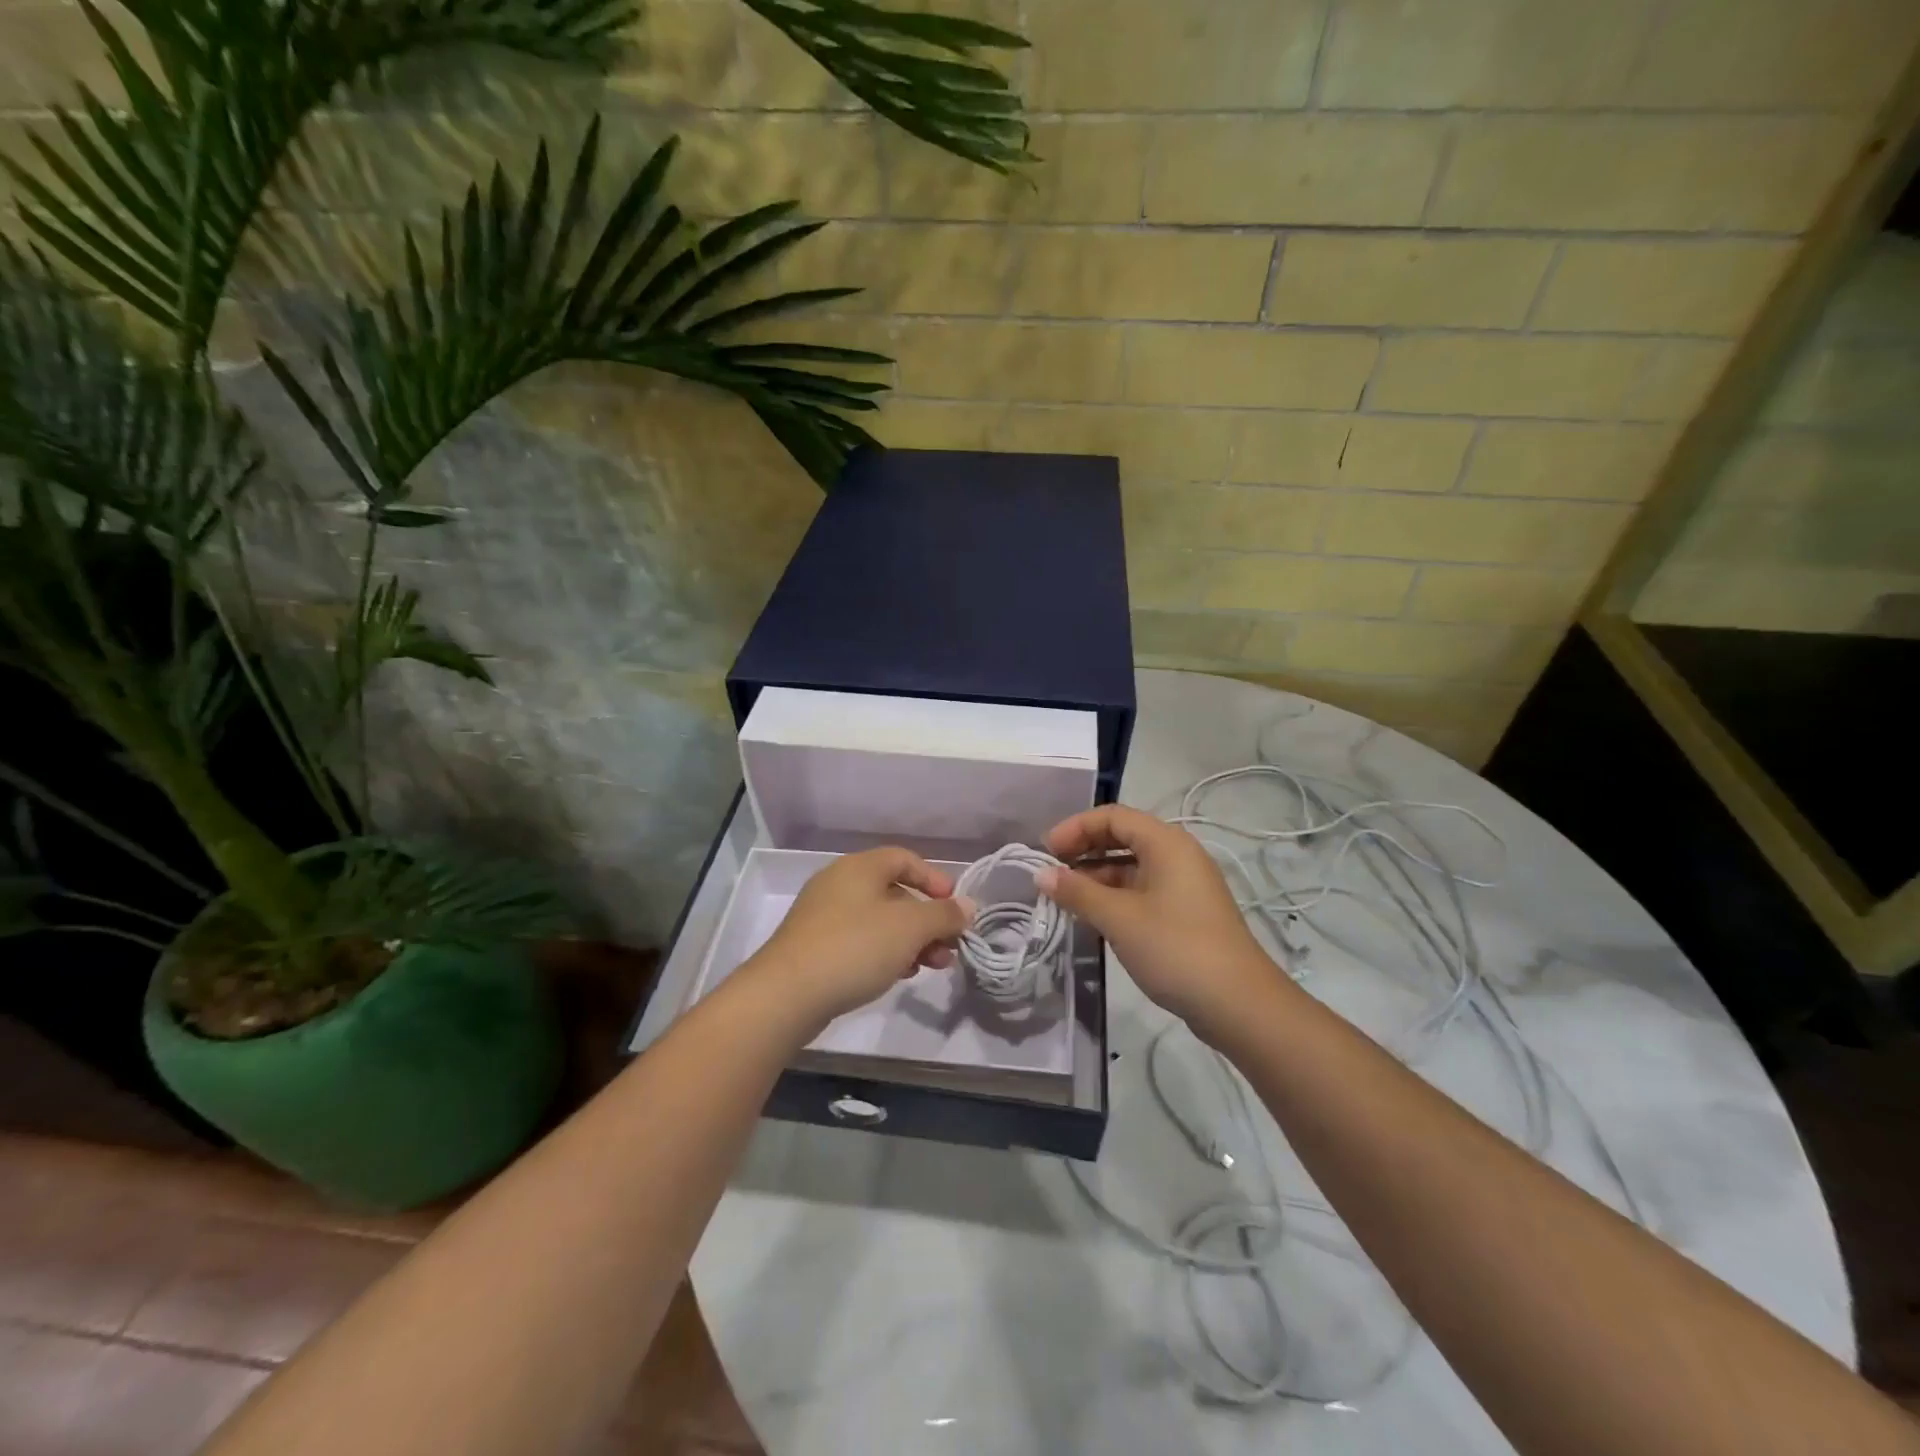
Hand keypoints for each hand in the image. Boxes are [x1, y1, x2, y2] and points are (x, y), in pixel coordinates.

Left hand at [748, 847, 974, 1030]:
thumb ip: (943, 914)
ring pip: (879, 920)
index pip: (905, 859)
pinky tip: (899, 975)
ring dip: (910, 939)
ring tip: (931, 966)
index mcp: (859, 867)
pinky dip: (885, 952)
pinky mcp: (814, 947)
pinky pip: (859, 940)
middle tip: (949, 947)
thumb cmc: (855, 947)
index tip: (955, 908)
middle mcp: (839, 883)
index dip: (935, 880)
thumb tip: (967, 906)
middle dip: (927, 919)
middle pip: (894, 892)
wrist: (786, 994)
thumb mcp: (910, 928)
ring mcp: (823, 916)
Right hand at [1040, 805, 1281, 1041]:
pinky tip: (1092, 917)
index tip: (1045, 852)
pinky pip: (1142, 890)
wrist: (1239, 1004)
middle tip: (1050, 873)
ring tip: (1065, 898)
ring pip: (1131, 866)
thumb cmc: (1176, 948)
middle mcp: (1177, 854)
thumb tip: (1040, 874)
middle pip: (1122, 837)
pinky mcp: (1185, 912)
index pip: (1112, 816)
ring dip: (1096, 876)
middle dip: (1083, 850)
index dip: (1075, 827)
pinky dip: (1114, 896)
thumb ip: (1077, 892)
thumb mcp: (1119, 918)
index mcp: (1166, 843)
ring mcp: (1184, 884)